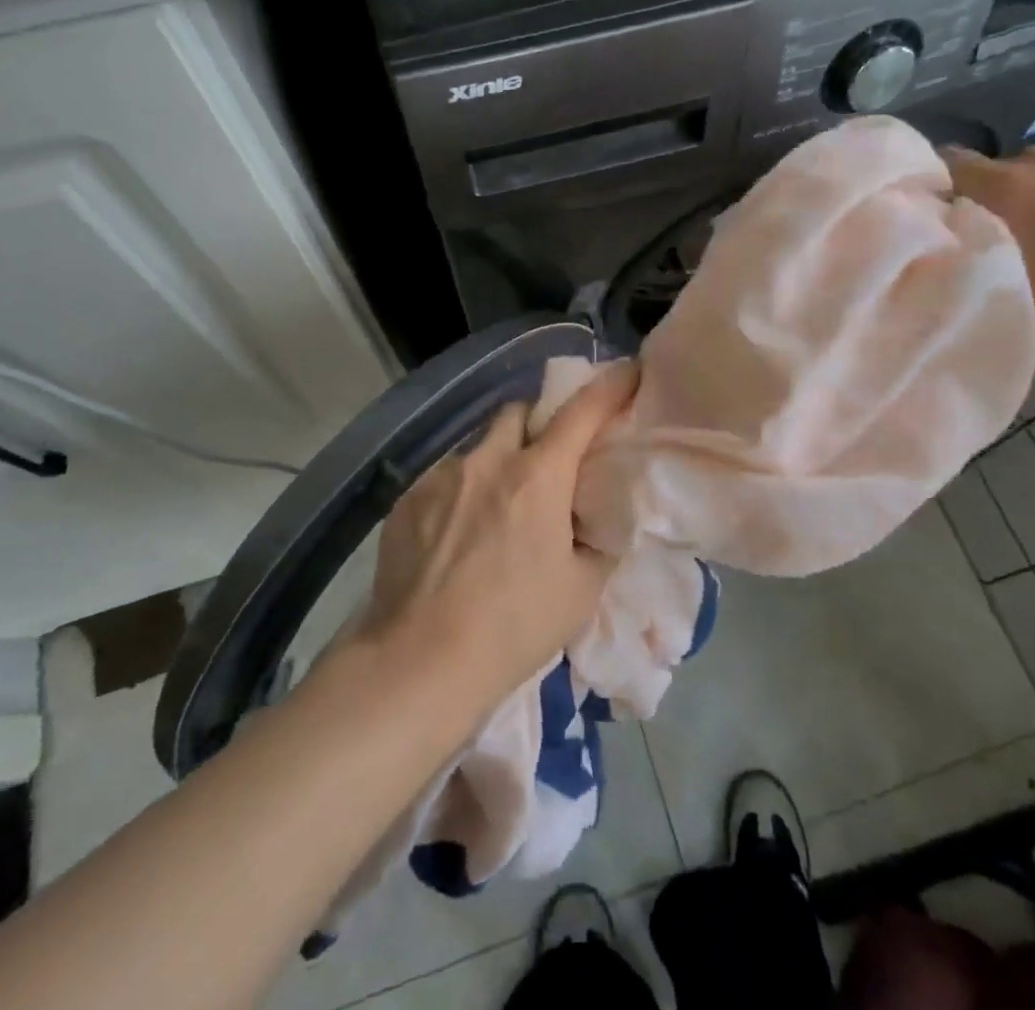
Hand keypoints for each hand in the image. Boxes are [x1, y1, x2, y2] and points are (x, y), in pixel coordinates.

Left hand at [362, 363, 639, 705]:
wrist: (419, 663)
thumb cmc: (513, 627)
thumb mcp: (581, 590)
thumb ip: (600, 540)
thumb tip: (599, 515)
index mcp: (537, 477)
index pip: (582, 412)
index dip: (609, 387)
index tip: (628, 371)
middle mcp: (487, 461)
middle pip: (518, 412)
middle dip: (537, 426)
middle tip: (545, 464)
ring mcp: (441, 476)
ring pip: (477, 448)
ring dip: (494, 464)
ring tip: (492, 513)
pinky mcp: (407, 498)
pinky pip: (444, 477)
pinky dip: (460, 492)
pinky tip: (454, 537)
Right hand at [943, 146, 1034, 334]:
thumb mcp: (1010, 289)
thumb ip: (971, 268)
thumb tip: (945, 266)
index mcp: (1005, 185)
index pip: (949, 163)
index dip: (930, 182)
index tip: (922, 209)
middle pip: (990, 169)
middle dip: (978, 195)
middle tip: (973, 232)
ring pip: (1031, 176)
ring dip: (1021, 198)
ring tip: (1023, 236)